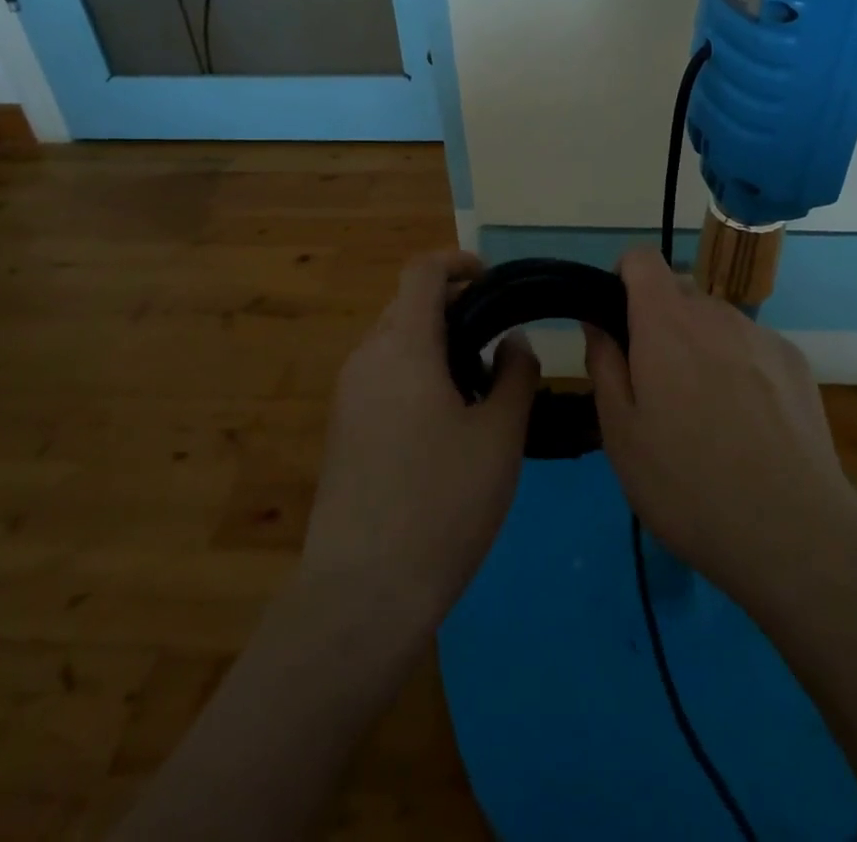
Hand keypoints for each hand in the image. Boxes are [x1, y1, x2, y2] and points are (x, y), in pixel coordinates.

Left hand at [302, 250, 538, 631]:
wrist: (363, 593)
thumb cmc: (442, 501)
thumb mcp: (500, 434)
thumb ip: (515, 374)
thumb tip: (512, 341)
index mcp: (402, 345)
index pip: (423, 272)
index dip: (459, 263)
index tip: (494, 281)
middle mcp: (366, 358)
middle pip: (407, 305)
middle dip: (453, 306)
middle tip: (498, 339)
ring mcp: (348, 396)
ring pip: (394, 343)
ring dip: (435, 343)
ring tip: (479, 384)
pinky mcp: (342, 431)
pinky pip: (382, 377)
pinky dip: (415, 373)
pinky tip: (446, 422)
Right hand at [586, 248, 856, 609]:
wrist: (793, 532)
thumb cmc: (687, 485)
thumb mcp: (621, 433)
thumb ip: (605, 364)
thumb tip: (597, 322)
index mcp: (666, 321)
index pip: (641, 258)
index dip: (623, 279)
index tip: (618, 323)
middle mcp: (716, 313)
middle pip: (679, 291)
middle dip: (659, 322)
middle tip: (656, 386)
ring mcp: (762, 335)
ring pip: (716, 321)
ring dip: (701, 345)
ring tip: (706, 414)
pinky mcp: (795, 361)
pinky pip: (752, 346)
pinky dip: (740, 366)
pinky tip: (748, 425)